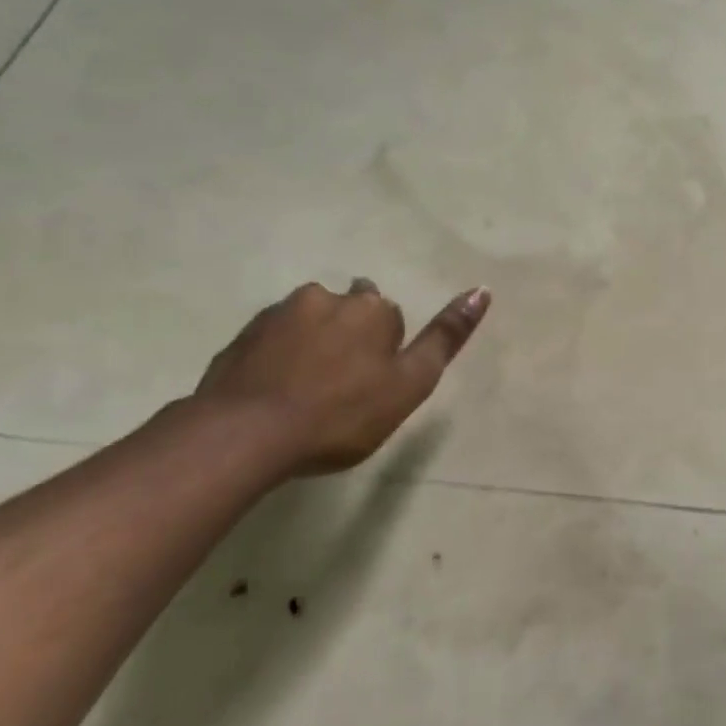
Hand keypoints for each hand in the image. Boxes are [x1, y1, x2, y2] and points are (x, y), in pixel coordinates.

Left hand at [194, 278, 489, 475]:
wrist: (244, 435)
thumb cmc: (340, 415)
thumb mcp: (409, 384)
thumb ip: (446, 337)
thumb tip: (482, 290)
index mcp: (371, 308)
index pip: (390, 318)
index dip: (385, 353)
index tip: (372, 387)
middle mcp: (326, 297)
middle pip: (348, 312)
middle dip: (348, 337)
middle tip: (339, 389)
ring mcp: (279, 313)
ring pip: (308, 322)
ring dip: (311, 345)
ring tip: (303, 394)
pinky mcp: (242, 336)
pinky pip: (271, 341)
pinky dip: (277, 358)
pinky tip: (273, 394)